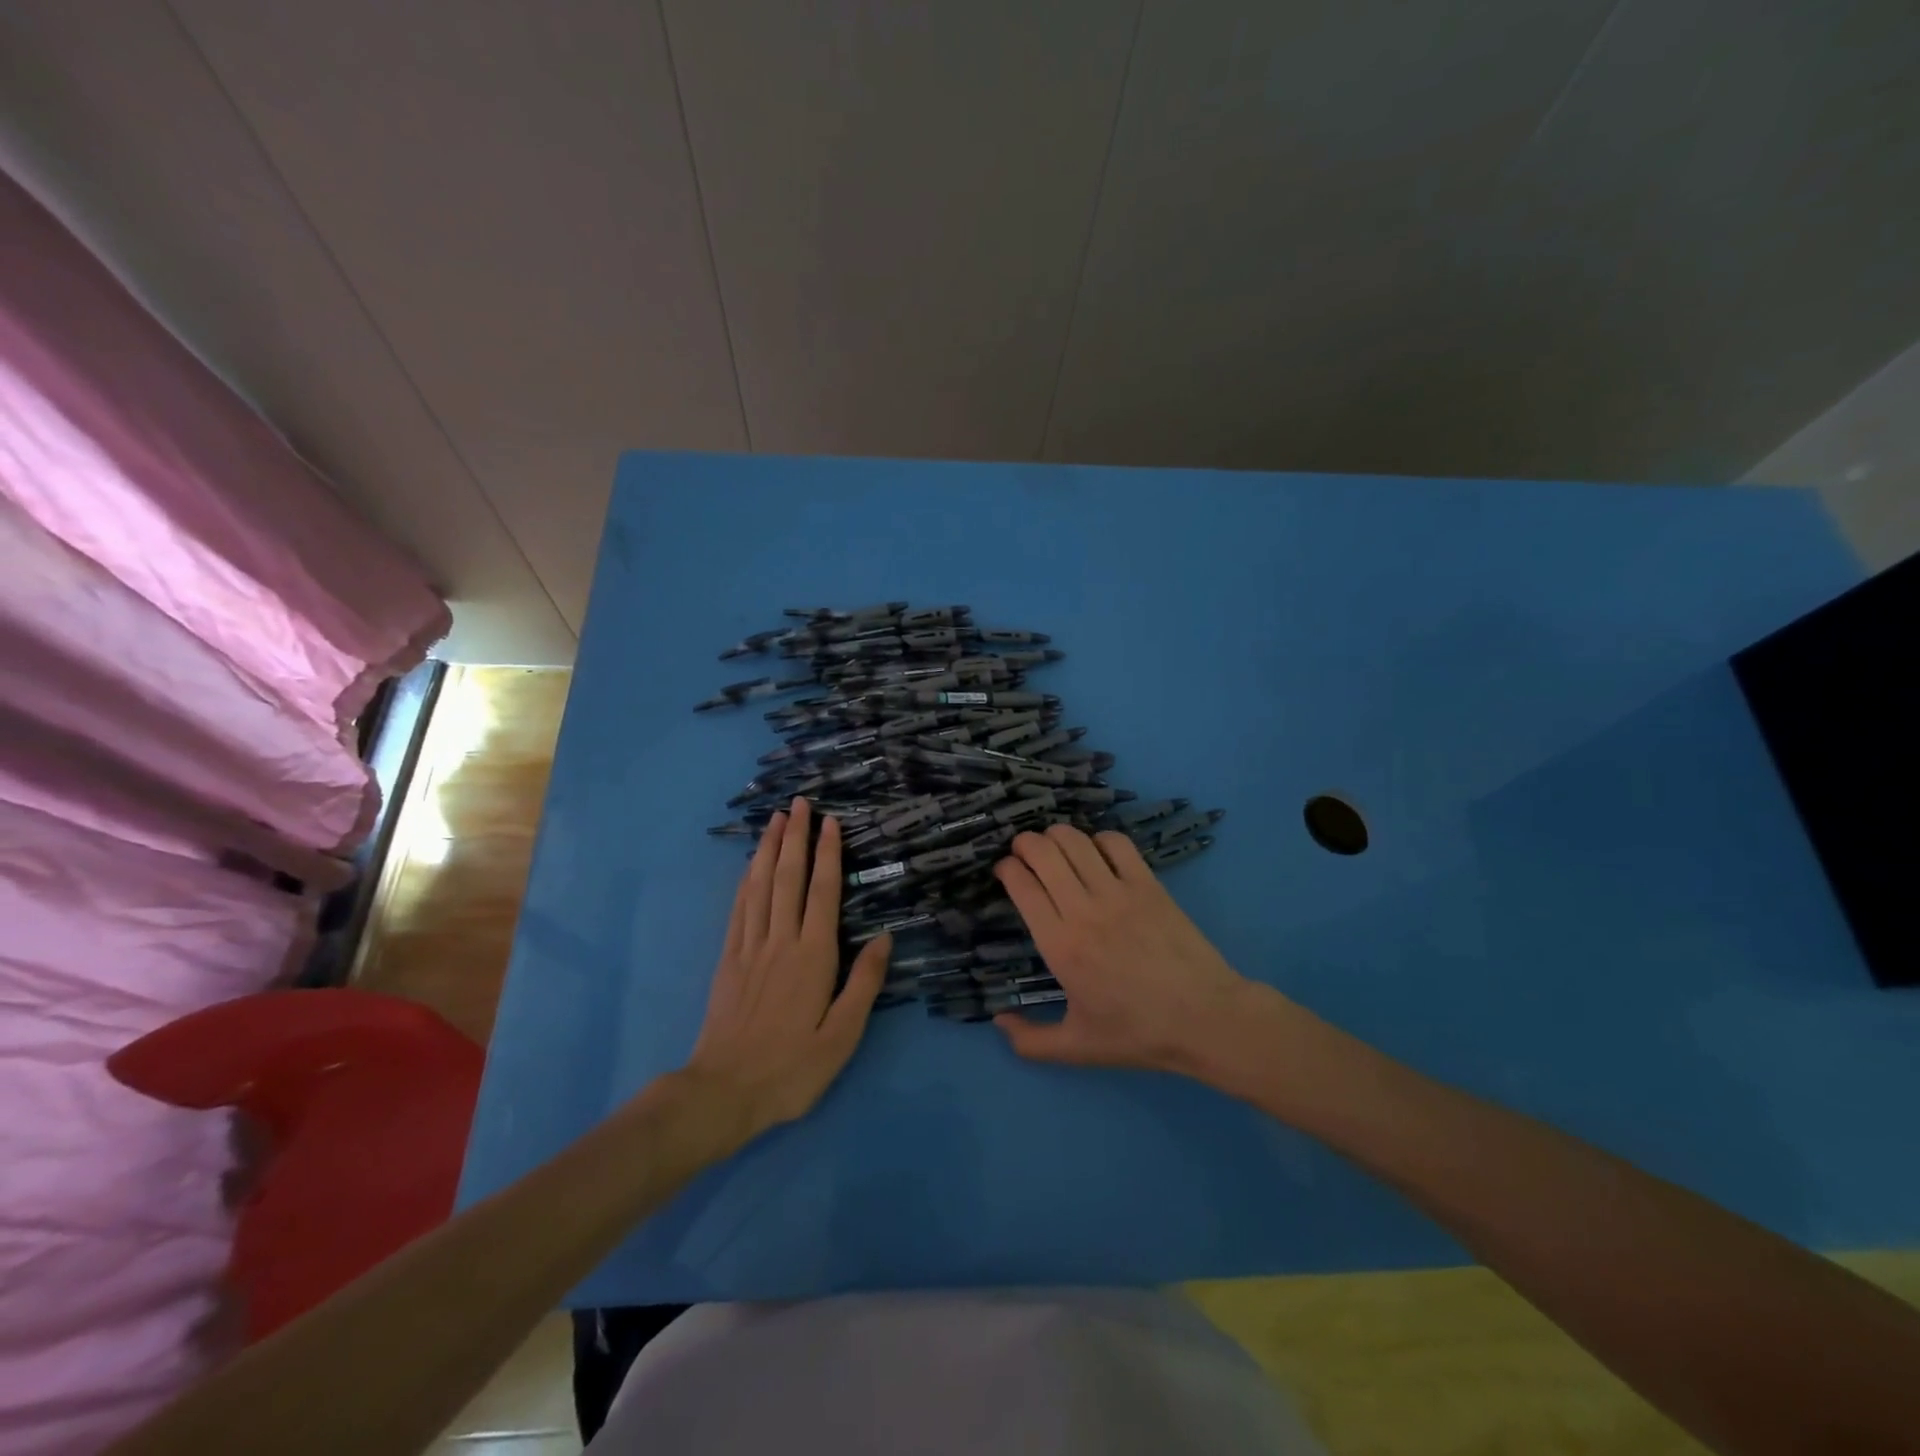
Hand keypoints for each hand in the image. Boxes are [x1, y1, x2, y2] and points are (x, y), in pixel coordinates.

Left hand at [685, 798, 891, 1137]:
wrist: (723, 1092)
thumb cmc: (792, 1068)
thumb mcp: (842, 1037)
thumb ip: (864, 983)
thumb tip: (885, 937)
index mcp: (813, 957)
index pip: (822, 892)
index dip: (827, 854)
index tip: (830, 822)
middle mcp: (781, 941)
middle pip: (788, 878)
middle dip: (795, 837)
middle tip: (799, 803)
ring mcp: (750, 948)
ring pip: (760, 886)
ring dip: (768, 849)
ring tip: (775, 819)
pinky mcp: (728, 960)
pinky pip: (739, 909)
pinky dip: (745, 880)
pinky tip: (750, 865)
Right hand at [991, 824, 1272, 1074]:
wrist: (1205, 1019)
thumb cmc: (1137, 1034)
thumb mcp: (1076, 1048)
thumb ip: (1029, 1041)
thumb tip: (998, 1020)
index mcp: (1060, 945)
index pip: (1022, 885)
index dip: (1006, 869)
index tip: (1005, 871)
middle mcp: (1083, 910)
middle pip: (1043, 851)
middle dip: (1025, 843)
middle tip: (1023, 852)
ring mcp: (1118, 892)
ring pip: (1076, 841)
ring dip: (1056, 835)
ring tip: (1053, 845)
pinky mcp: (1149, 884)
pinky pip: (1117, 843)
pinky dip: (1099, 839)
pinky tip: (1097, 852)